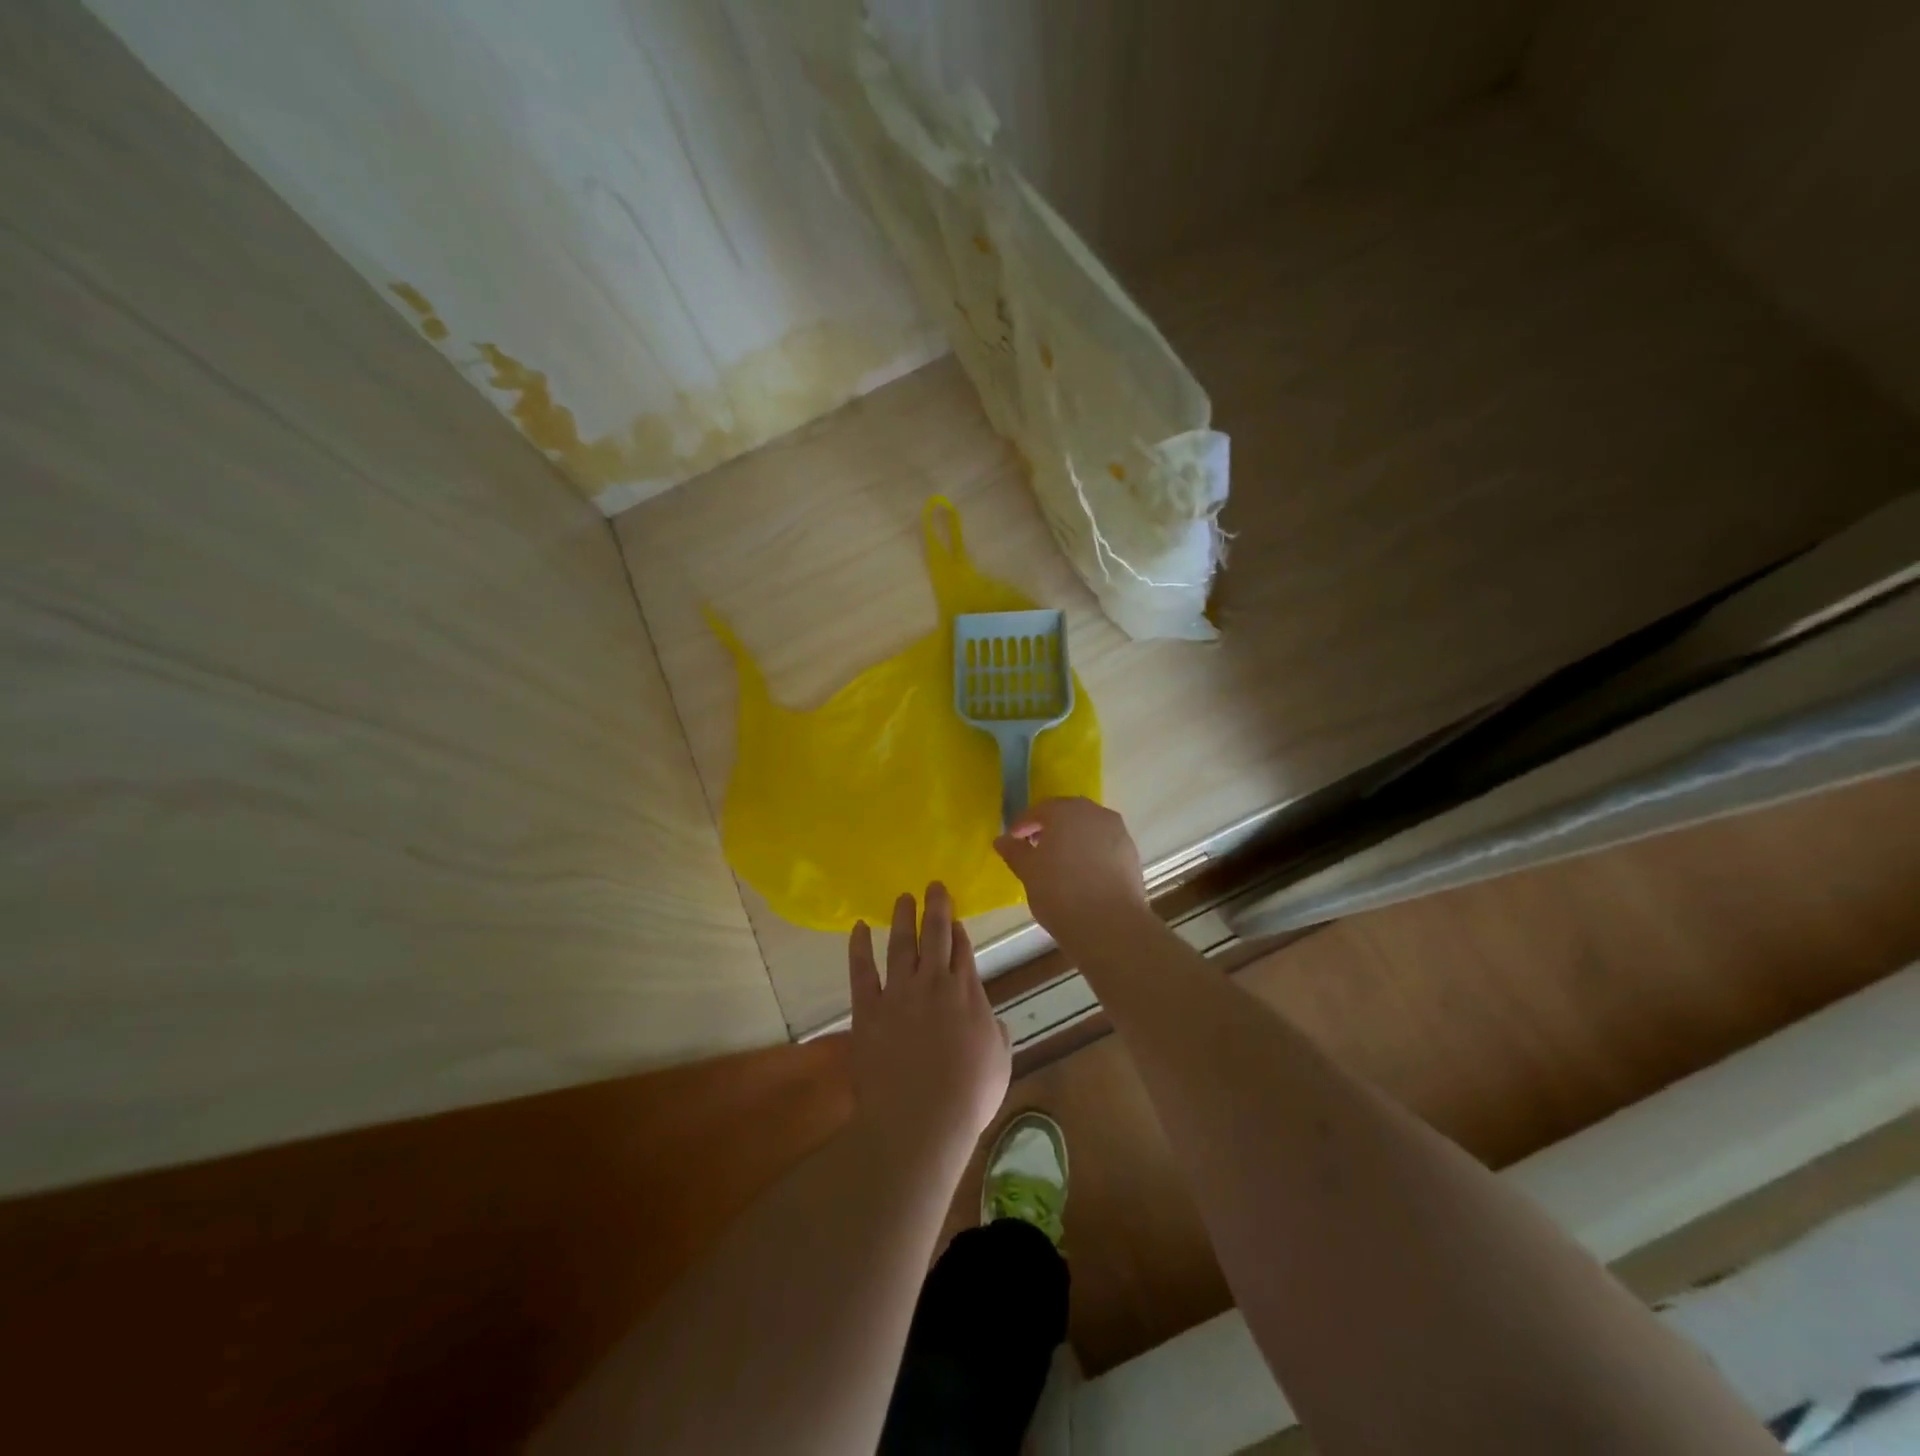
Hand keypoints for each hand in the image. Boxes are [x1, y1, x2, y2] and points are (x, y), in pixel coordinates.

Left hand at [848, 883, 1010, 1166]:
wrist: (920, 1119)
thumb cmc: (967, 1097)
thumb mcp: (999, 1062)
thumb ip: (996, 1033)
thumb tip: (990, 1020)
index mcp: (968, 993)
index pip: (964, 950)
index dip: (959, 931)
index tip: (956, 917)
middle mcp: (934, 982)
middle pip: (936, 934)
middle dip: (936, 907)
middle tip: (933, 885)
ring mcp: (899, 992)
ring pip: (901, 943)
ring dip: (903, 917)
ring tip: (904, 897)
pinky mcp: (868, 1008)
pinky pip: (862, 970)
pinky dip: (859, 946)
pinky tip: (859, 928)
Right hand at [993, 797, 1149, 942]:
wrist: (1110, 925)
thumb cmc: (1060, 892)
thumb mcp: (1028, 872)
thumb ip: (1014, 852)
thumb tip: (1002, 840)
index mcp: (1066, 811)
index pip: (1039, 810)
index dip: (1023, 824)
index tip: (1012, 840)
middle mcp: (1095, 813)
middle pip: (1067, 814)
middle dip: (1049, 827)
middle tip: (1034, 847)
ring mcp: (1117, 832)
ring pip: (1088, 828)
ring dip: (1072, 839)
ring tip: (1058, 862)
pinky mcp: (1131, 854)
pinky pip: (1104, 845)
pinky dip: (1090, 852)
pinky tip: (1081, 873)